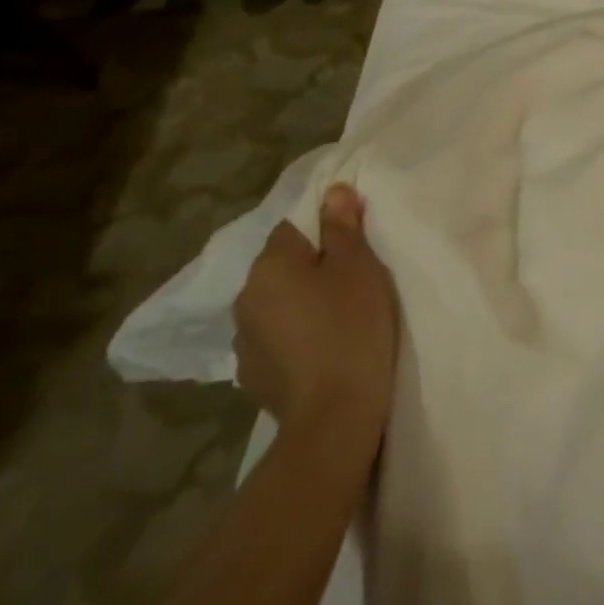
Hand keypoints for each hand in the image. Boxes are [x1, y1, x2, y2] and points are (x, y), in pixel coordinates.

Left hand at [234, 185, 398, 450]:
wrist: (335, 413)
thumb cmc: (352, 328)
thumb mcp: (359, 268)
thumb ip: (343, 227)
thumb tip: (334, 190)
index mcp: (270, 266)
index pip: (293, 227)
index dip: (326, 230)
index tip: (356, 246)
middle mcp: (246, 298)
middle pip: (284, 267)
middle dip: (313, 269)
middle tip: (354, 282)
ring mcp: (244, 340)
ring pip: (278, 305)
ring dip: (301, 305)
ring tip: (338, 319)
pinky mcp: (253, 375)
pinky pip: (276, 340)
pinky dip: (296, 338)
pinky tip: (321, 350)